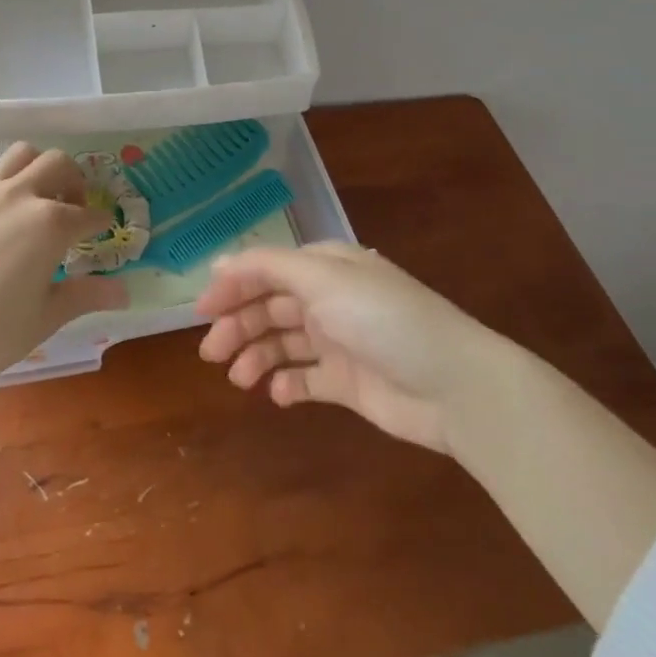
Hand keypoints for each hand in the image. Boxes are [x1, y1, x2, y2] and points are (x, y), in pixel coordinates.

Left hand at [0, 143, 127, 393]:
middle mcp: (19, 196)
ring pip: (20, 155)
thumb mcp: (44, 317)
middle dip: (74, 181)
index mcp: (50, 224)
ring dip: (37, 168)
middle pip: (58, 163)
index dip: (100, 222)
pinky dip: (3, 187)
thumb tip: (123, 291)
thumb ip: (86, 295)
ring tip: (36, 199)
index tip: (102, 230)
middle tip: (72, 208)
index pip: (88, 214)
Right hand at [196, 243, 499, 455]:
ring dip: (256, 356)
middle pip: (269, 307)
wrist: (454, 386)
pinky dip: (286, 384)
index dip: (231, 286)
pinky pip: (305, 379)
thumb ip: (267, 267)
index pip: (266, 270)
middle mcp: (328, 300)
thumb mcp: (323, 279)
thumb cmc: (383, 319)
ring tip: (239, 378)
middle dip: (237, 325)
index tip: (200, 311)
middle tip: (211, 353)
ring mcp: (338, 342)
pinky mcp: (347, 383)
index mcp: (325, 268)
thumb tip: (218, 262)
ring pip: (282, 343)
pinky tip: (277, 394)